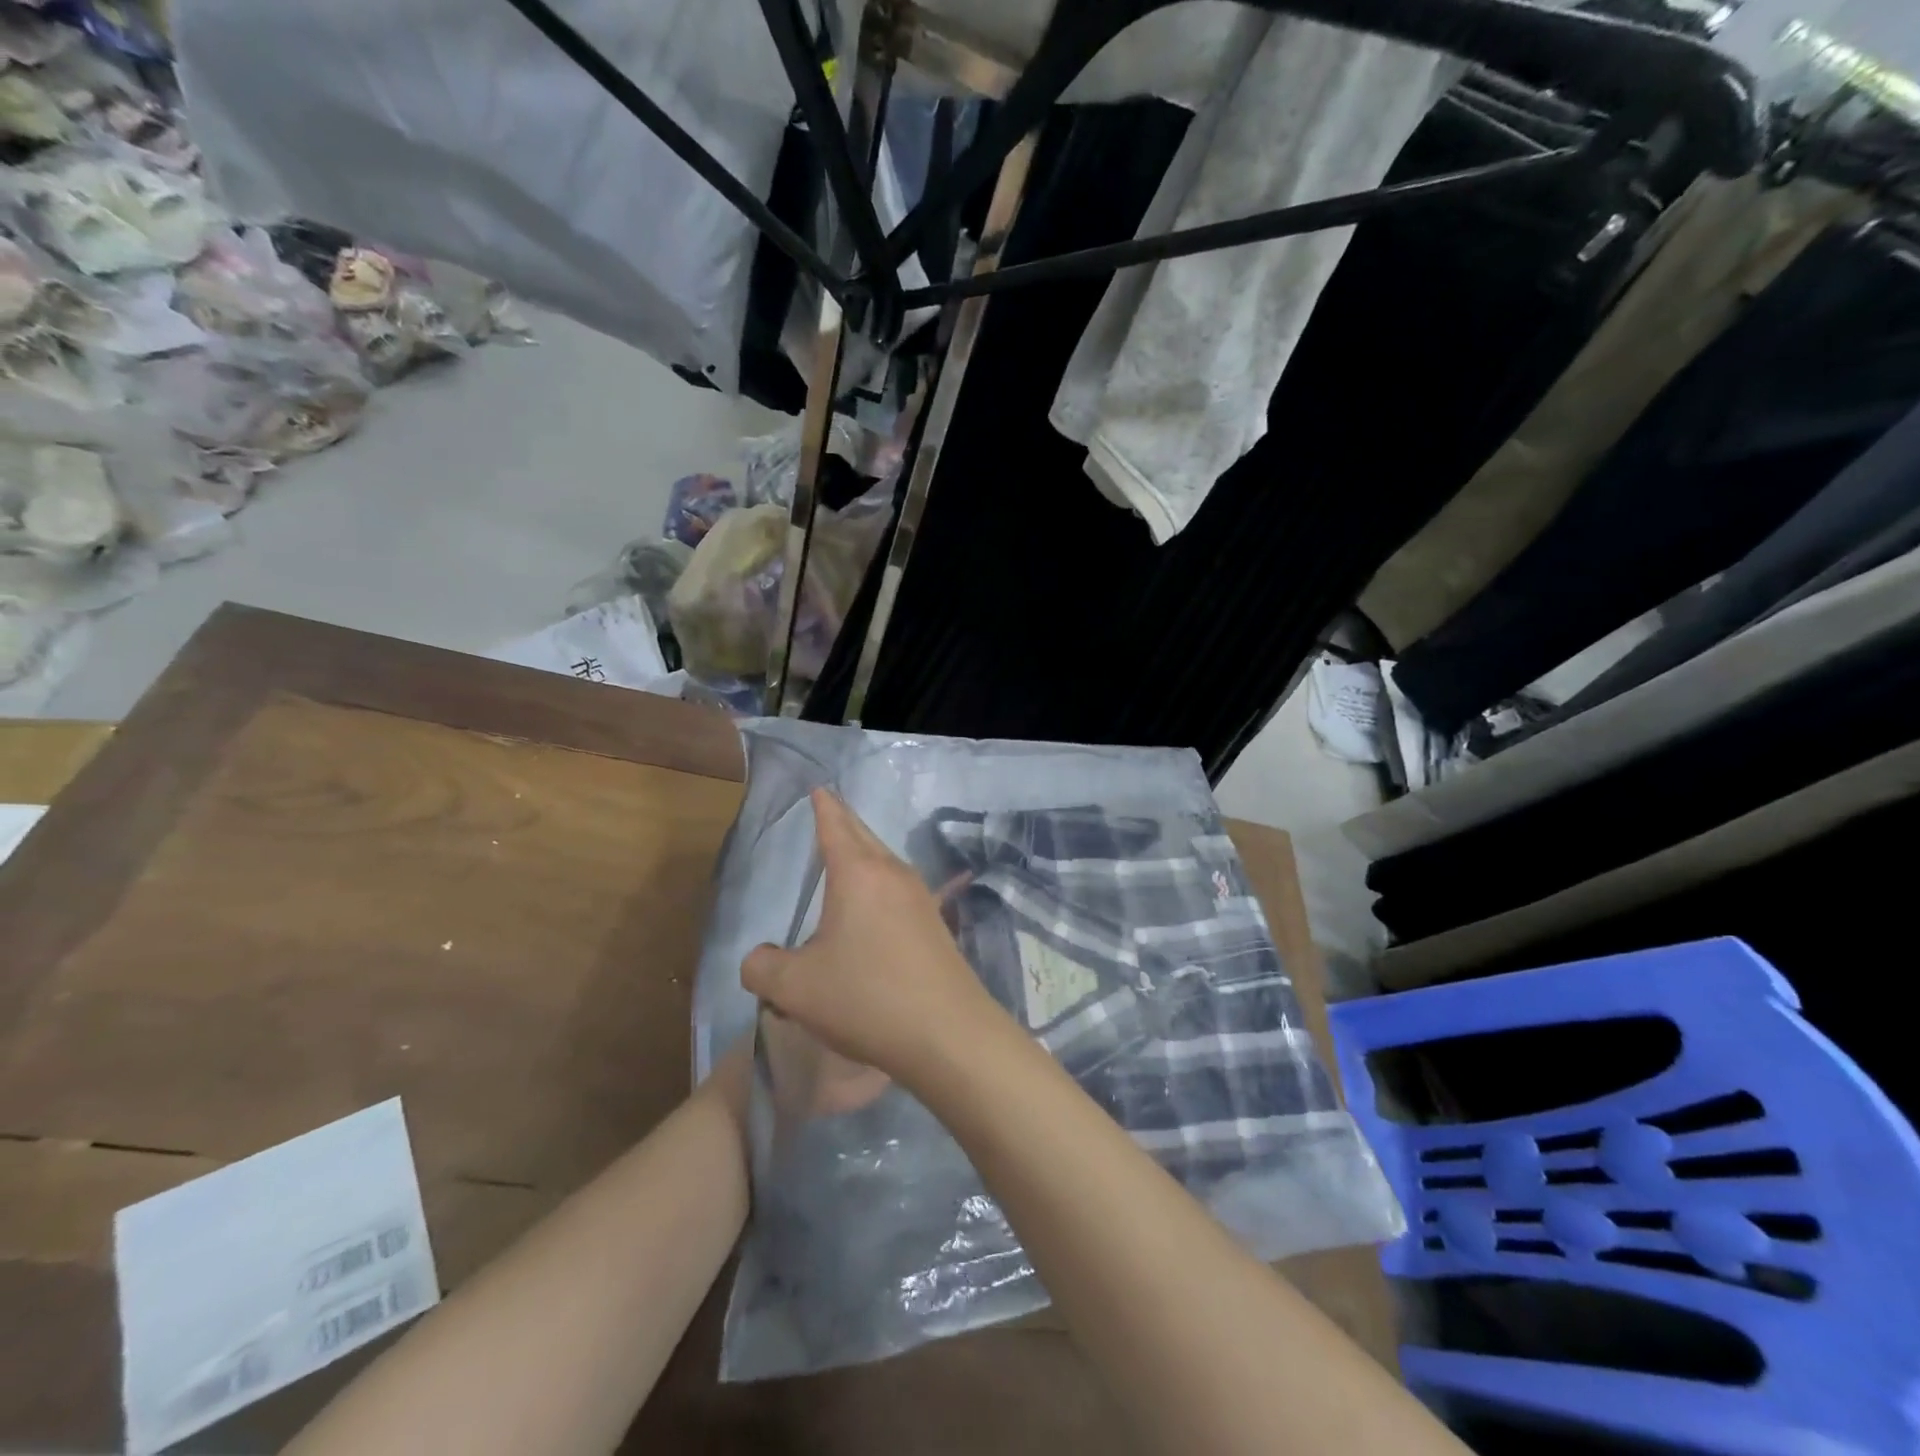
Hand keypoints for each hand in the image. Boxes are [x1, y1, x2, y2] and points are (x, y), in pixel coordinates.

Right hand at [742, 789, 1004, 1089]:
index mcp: (858, 873)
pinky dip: (879, 884)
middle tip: (830, 809)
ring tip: (847, 856)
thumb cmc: (866, 998)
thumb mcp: (795, 989)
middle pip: (864, 836)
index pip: (835, 825)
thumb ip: (762, 968)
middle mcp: (893, 874)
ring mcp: (921, 897)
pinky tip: (875, 907)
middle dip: (844, 821)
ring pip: (885, 861)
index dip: (824, 806)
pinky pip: (898, 889)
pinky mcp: (935, 924)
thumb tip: (760, 960)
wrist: (948, 1033)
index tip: (820, 788)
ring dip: (864, 853)